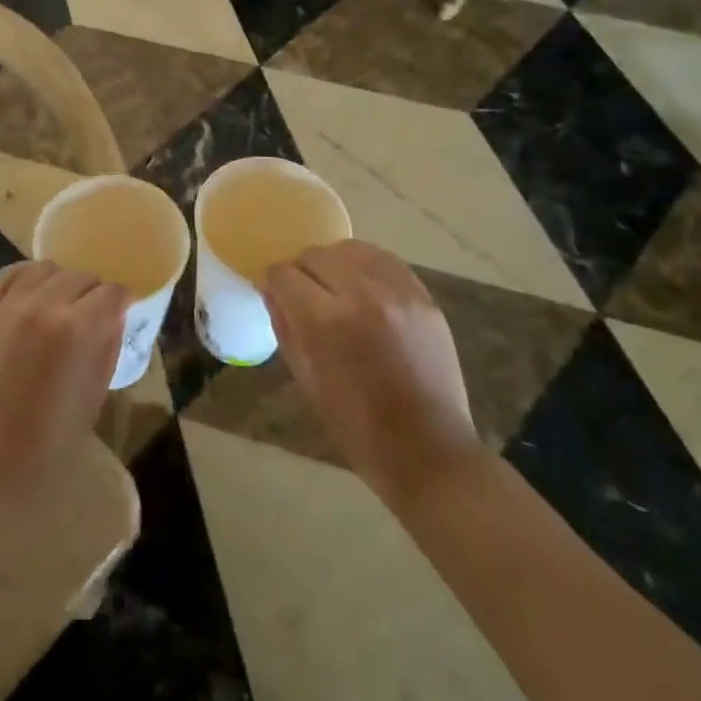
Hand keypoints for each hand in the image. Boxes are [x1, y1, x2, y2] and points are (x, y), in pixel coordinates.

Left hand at [0, 261, 127, 515]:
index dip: (123, 300)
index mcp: (77, 330)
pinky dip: (25, 278)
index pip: (111, 293)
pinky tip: (31, 294)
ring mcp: (7, 306)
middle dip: (93, 292)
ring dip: (60, 282)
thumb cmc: (49, 443)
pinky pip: (7, 276)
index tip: (124, 309)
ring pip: (45, 269)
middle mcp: (43, 306)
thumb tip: (115, 317)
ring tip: (60, 303)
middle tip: (93, 313)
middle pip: (80, 276)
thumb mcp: (94, 394)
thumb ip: (106, 347)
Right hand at [265, 240, 478, 498]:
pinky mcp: (423, 296)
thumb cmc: (358, 427)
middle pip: (315, 255)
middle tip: (303, 294)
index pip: (285, 274)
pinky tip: (363, 285)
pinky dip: (366, 265)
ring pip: (350, 249)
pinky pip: (385, 260)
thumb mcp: (307, 380)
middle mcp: (361, 294)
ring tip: (334, 287)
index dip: (273, 281)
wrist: (429, 452)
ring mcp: (398, 292)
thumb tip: (270, 291)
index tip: (273, 291)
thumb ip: (285, 327)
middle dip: (301, 271)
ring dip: (334, 263)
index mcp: (327, 321)